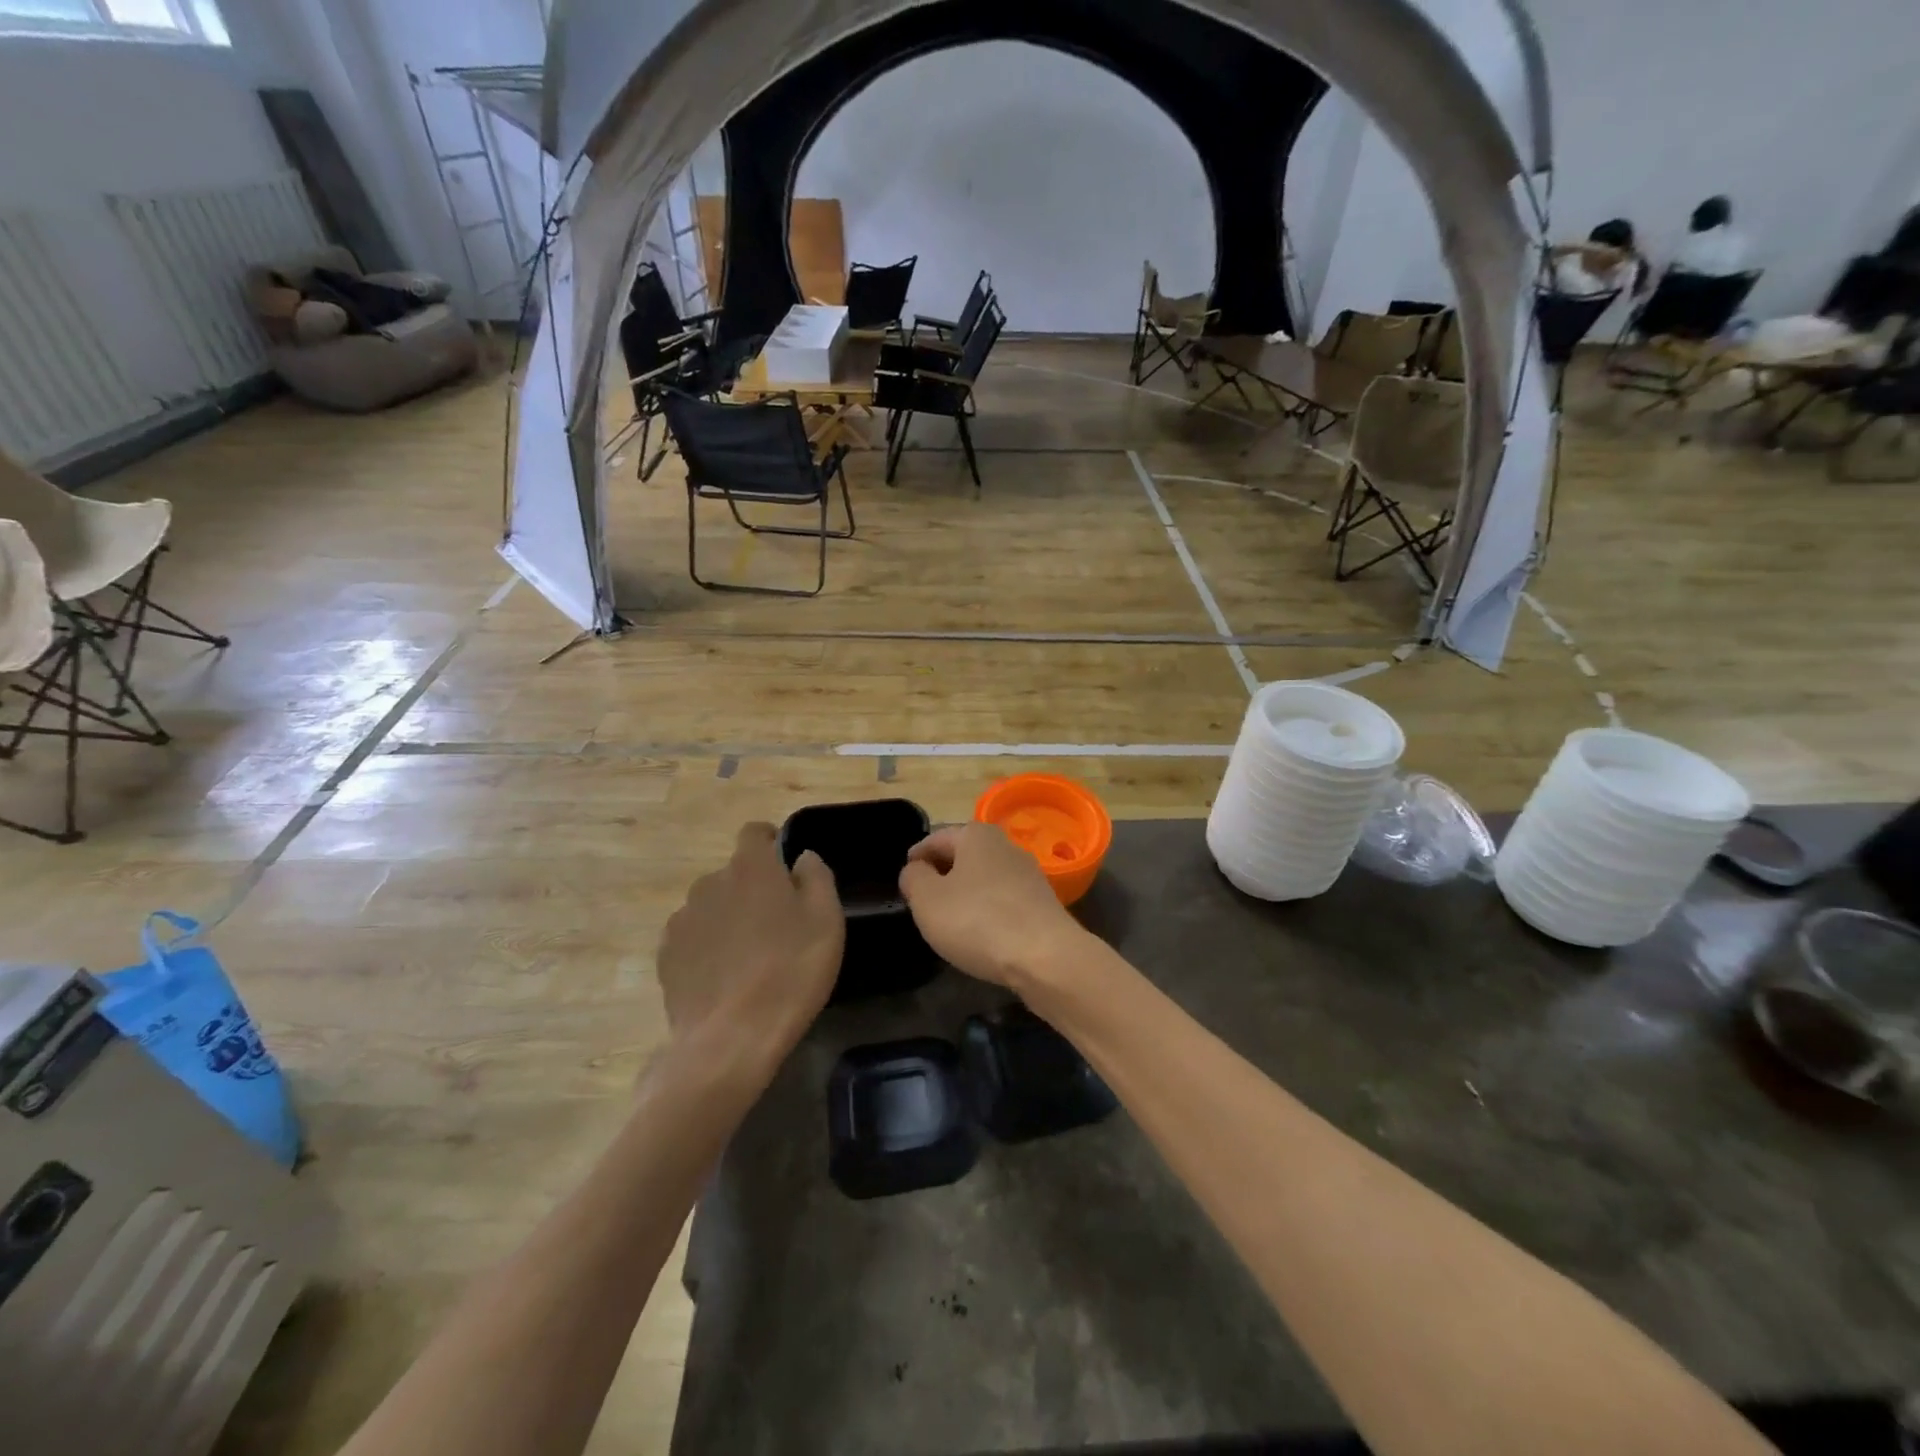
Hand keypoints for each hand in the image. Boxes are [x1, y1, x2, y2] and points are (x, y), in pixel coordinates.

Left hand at [657, 823, 842, 1068]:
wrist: (731, 1038)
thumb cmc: (790, 970)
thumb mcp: (826, 919)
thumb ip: (817, 876)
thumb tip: (802, 858)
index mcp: (750, 867)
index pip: (754, 832)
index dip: (770, 842)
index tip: (785, 865)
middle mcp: (709, 883)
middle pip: (733, 873)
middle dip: (753, 889)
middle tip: (777, 924)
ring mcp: (682, 920)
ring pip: (711, 906)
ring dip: (729, 918)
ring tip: (750, 956)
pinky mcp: (666, 956)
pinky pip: (693, 938)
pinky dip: (708, 947)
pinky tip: (725, 978)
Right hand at [898, 823, 1089, 991]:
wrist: (1045, 957)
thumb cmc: (977, 921)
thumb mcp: (928, 899)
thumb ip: (913, 878)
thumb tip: (916, 870)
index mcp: (975, 834)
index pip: (934, 840)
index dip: (914, 861)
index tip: (904, 885)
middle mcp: (1004, 845)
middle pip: (961, 857)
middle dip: (941, 876)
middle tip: (922, 904)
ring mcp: (1028, 873)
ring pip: (983, 879)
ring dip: (965, 894)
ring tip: (949, 922)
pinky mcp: (1041, 902)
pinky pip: (1003, 901)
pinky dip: (987, 912)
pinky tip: (980, 935)